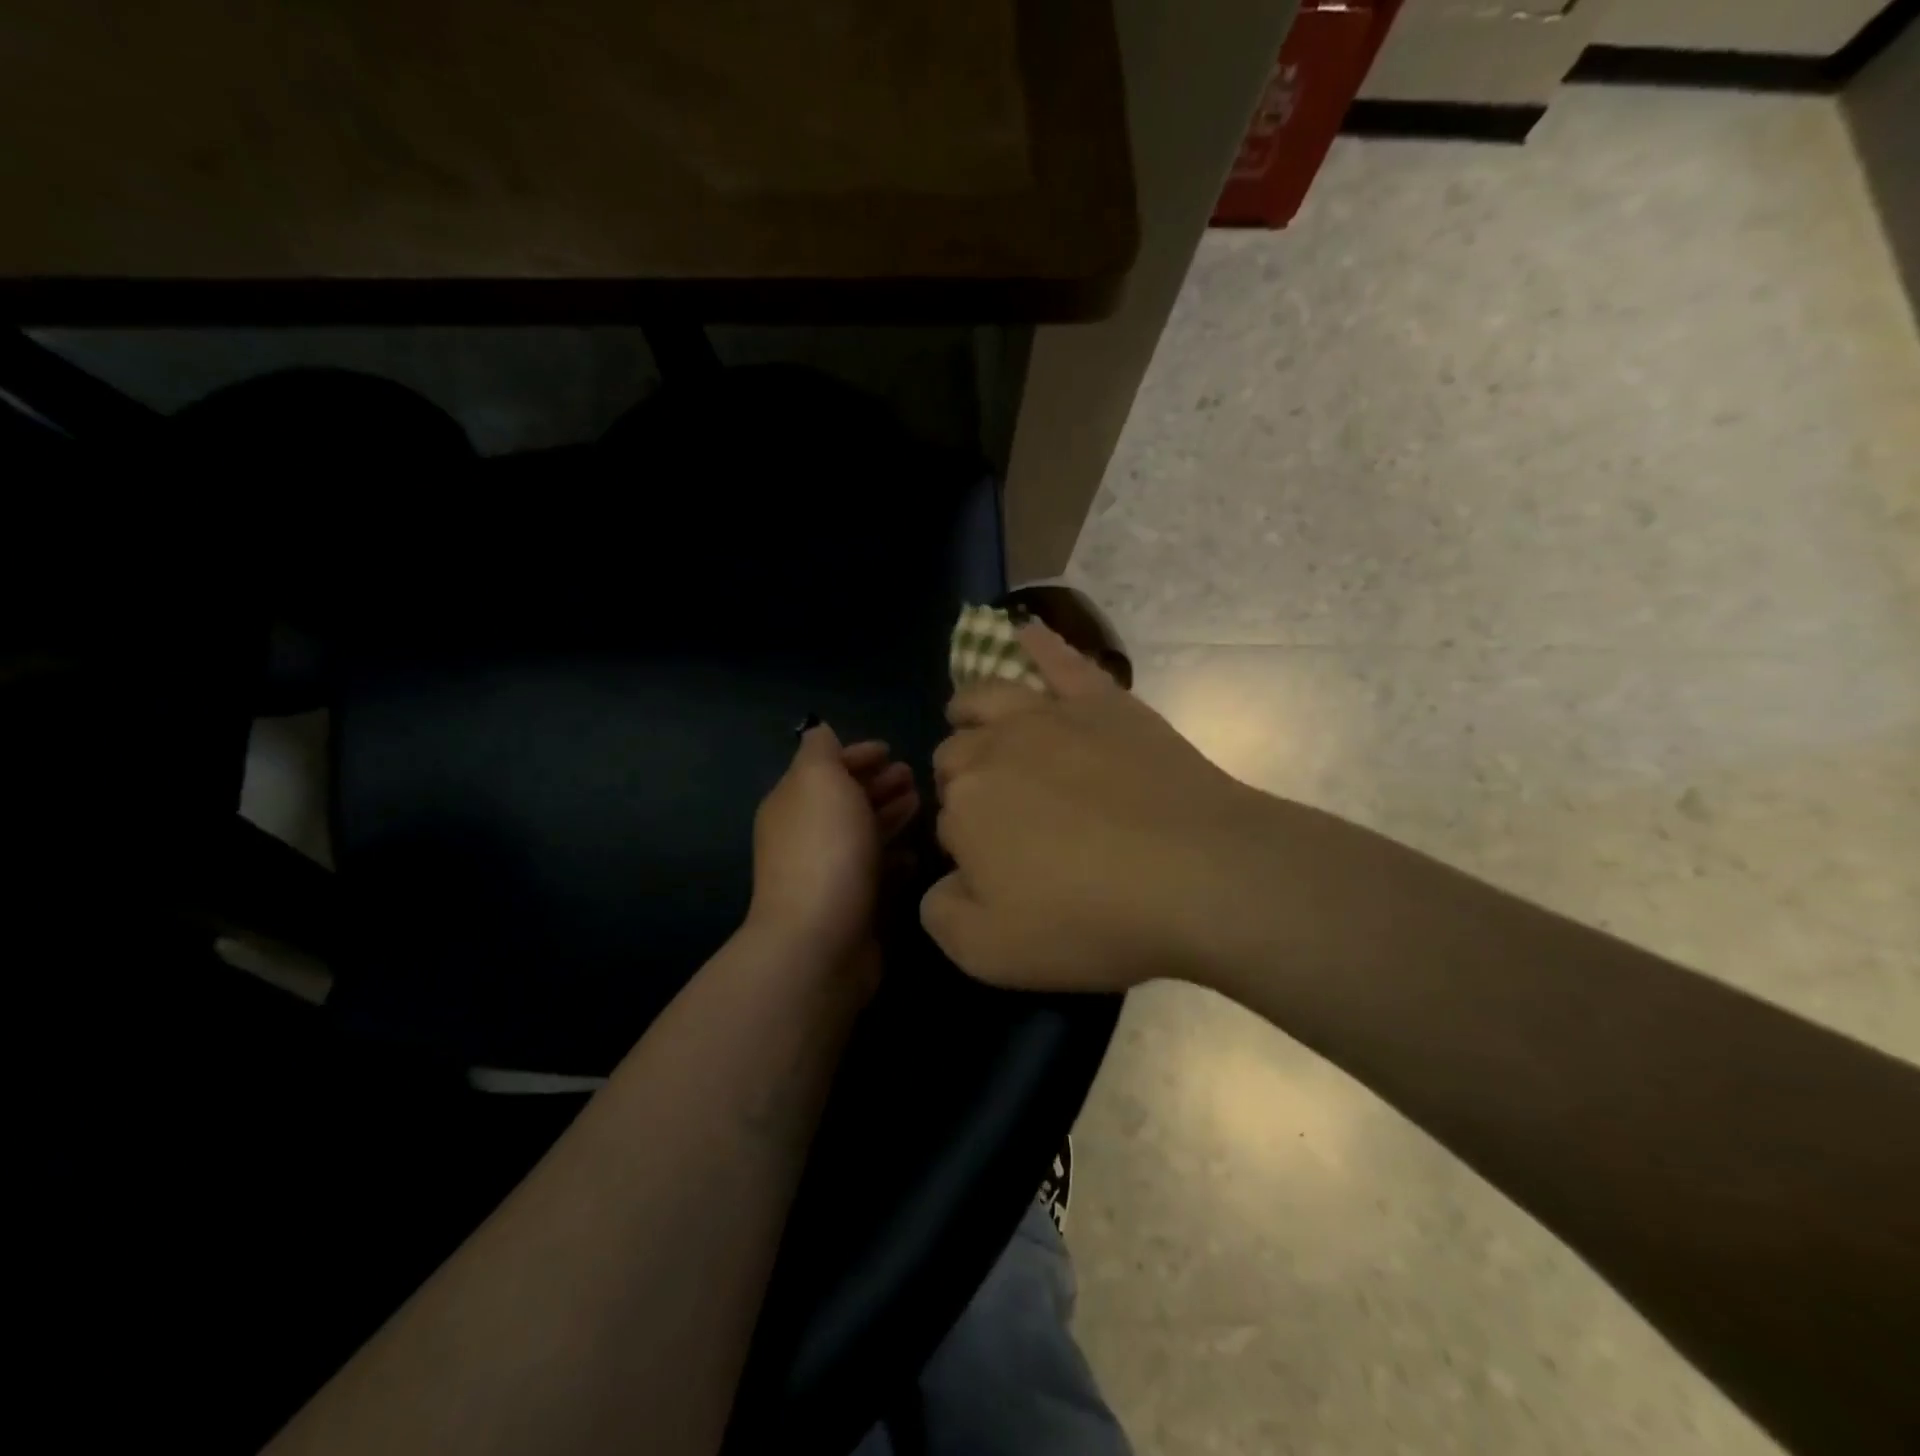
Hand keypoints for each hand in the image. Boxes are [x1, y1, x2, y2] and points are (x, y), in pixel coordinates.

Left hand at [747, 723, 919, 976]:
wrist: (819, 941)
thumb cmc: (825, 849)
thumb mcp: (819, 781)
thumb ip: (820, 751)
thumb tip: (820, 732)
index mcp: (794, 802)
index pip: (825, 767)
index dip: (856, 754)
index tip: (890, 750)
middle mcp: (806, 835)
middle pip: (845, 800)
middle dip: (876, 784)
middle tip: (913, 775)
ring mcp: (828, 872)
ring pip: (862, 833)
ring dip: (888, 815)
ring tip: (920, 804)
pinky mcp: (852, 905)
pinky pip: (875, 871)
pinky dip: (893, 857)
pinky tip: (913, 853)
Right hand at [922, 624, 1288, 992]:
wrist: (1201, 875)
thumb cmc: (1092, 918)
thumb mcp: (991, 951)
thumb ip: (942, 913)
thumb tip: (943, 882)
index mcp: (965, 806)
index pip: (946, 822)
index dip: (966, 849)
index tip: (997, 875)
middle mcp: (995, 748)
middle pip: (958, 755)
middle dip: (962, 781)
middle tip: (1001, 820)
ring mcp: (1050, 716)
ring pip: (987, 698)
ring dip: (970, 711)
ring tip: (971, 720)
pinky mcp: (1103, 701)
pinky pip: (1061, 660)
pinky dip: (1039, 645)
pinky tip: (1025, 631)